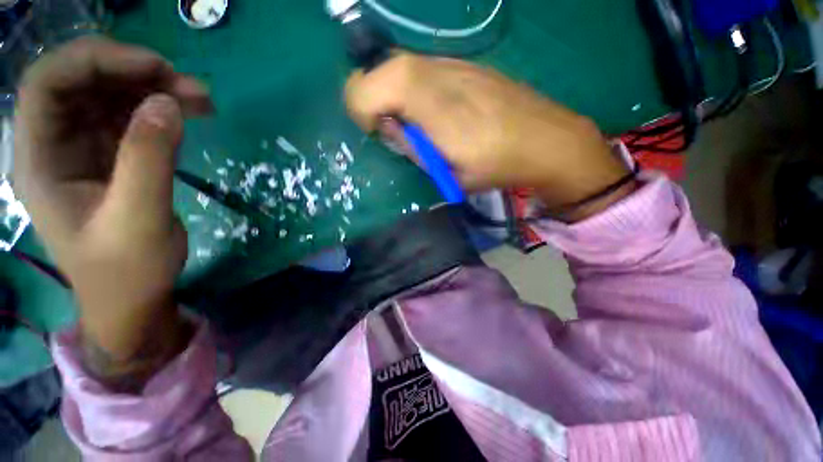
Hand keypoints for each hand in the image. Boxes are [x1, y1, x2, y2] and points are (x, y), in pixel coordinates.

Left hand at [14, 37, 210, 390]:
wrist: (133, 295)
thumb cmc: (127, 269)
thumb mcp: (138, 219)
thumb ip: (148, 159)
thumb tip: (168, 103)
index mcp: (40, 160)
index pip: (48, 84)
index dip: (95, 61)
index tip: (154, 67)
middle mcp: (55, 144)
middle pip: (81, 82)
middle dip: (133, 72)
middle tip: (186, 84)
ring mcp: (83, 148)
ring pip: (110, 95)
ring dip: (154, 87)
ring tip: (200, 98)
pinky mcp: (112, 156)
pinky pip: (131, 116)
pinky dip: (161, 108)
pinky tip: (190, 112)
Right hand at [345, 54, 633, 220]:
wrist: (546, 139)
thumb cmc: (497, 166)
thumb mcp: (449, 174)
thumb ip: (413, 149)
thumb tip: (387, 127)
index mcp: (432, 107)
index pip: (366, 88)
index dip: (361, 110)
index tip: (379, 132)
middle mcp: (437, 73)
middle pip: (380, 68)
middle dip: (373, 98)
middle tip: (395, 128)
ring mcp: (453, 62)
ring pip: (399, 63)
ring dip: (394, 91)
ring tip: (416, 121)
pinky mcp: (465, 63)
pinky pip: (422, 66)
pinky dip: (413, 86)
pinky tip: (435, 109)